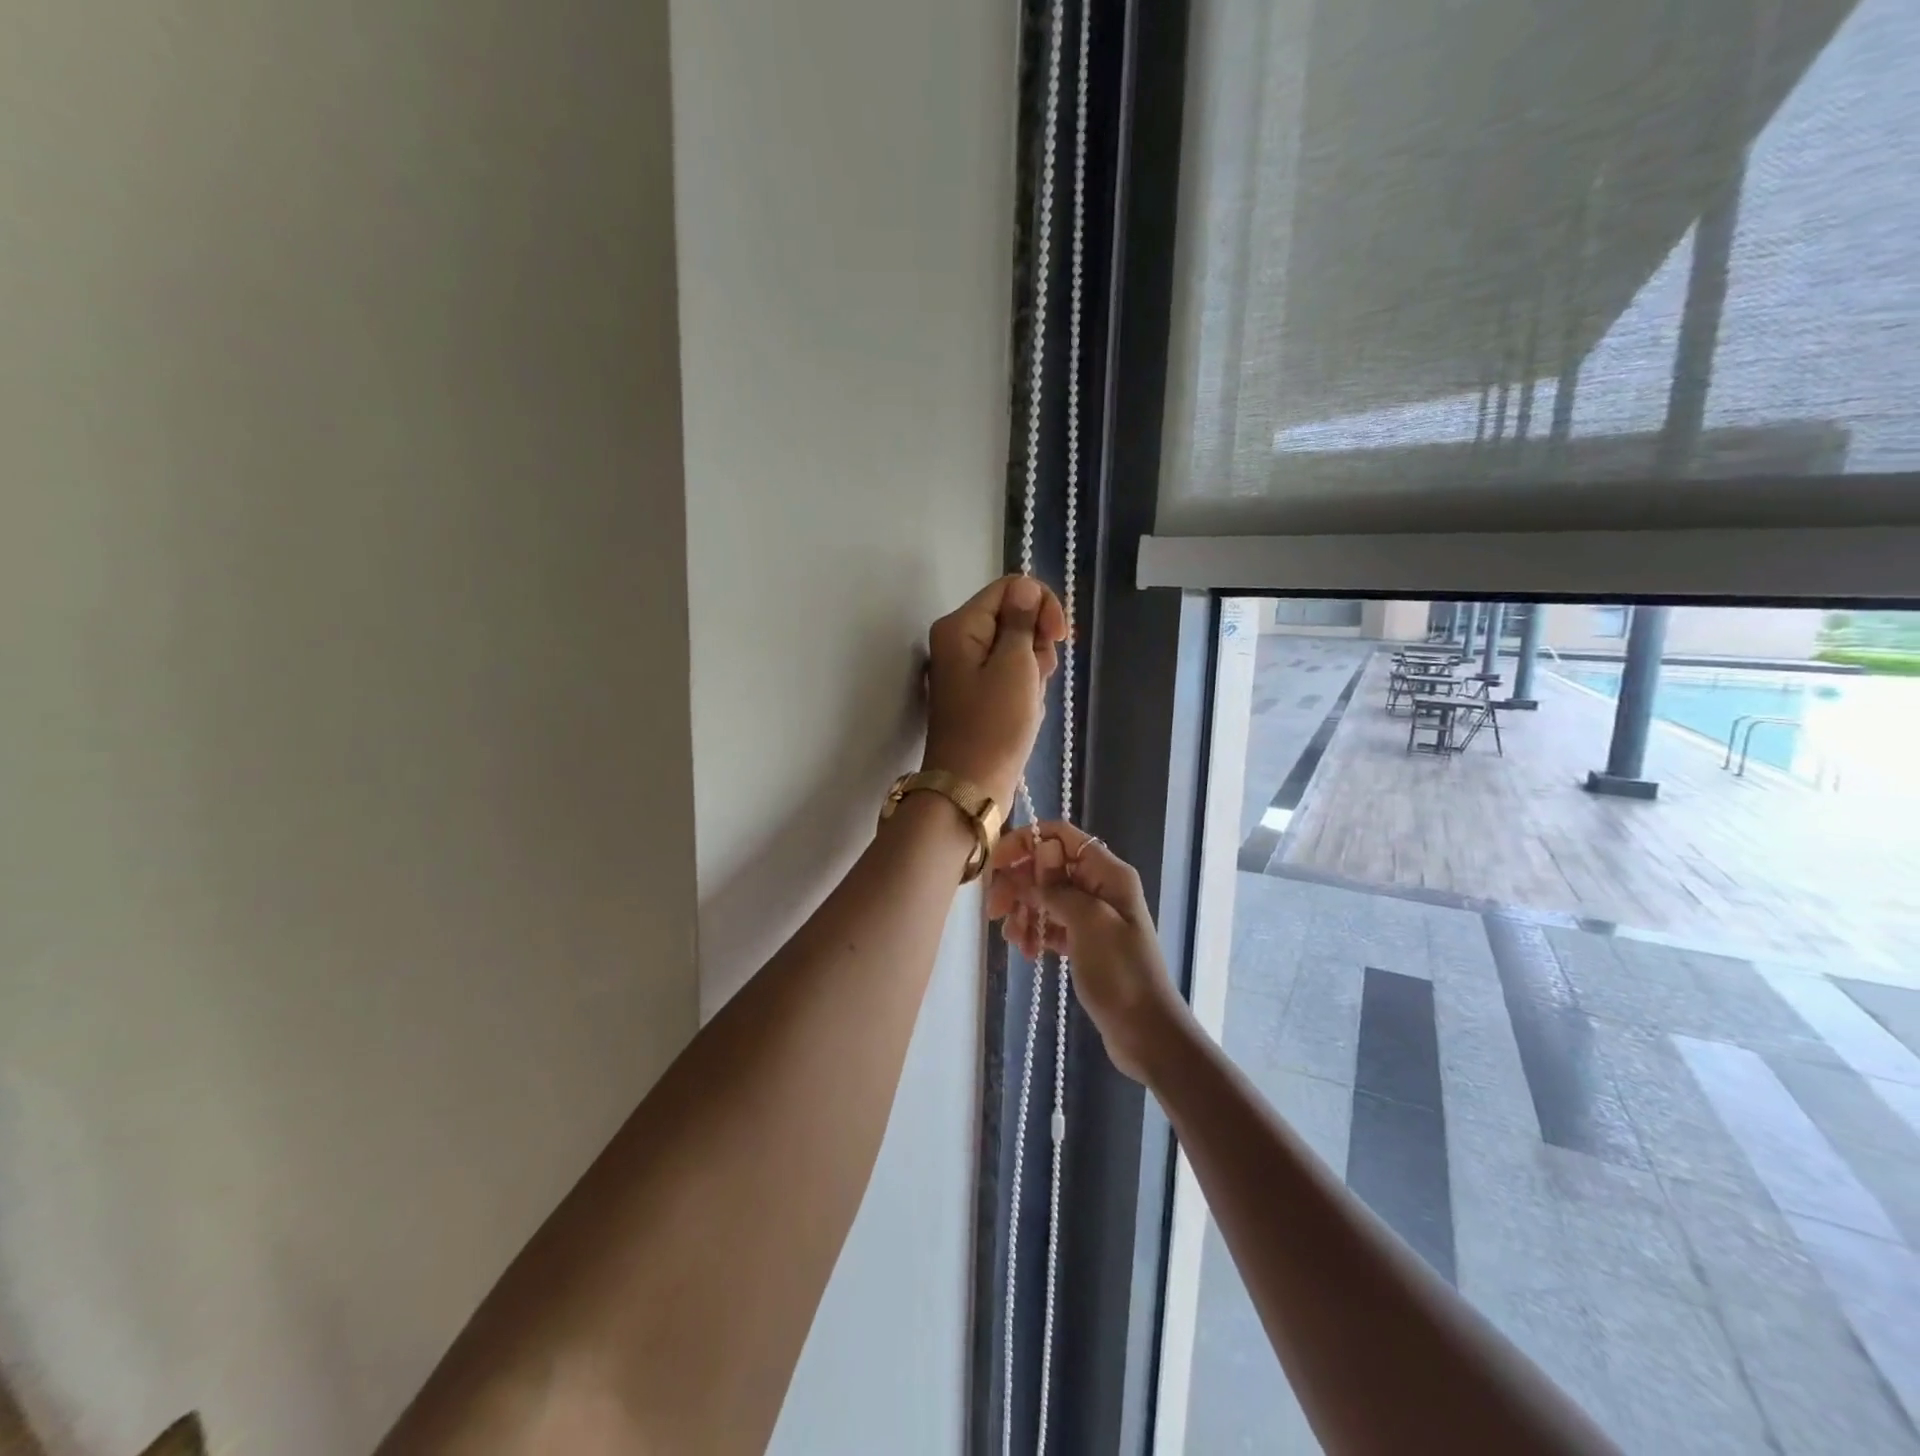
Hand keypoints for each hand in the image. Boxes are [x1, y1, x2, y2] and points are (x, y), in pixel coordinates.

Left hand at [923, 576, 1067, 811]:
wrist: (971, 786)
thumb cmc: (994, 726)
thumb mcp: (1015, 665)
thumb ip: (1022, 621)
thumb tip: (1026, 588)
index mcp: (960, 626)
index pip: (1011, 588)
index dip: (1042, 605)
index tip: (1060, 637)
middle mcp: (958, 640)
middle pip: (1014, 617)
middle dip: (1037, 644)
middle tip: (1037, 678)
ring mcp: (966, 668)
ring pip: (1016, 649)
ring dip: (1033, 671)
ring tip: (1029, 701)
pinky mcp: (977, 692)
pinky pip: (1010, 675)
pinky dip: (1024, 689)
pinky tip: (1026, 712)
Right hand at [987, 821, 1186, 1082]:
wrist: (1147, 1033)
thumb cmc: (1121, 973)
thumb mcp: (1088, 923)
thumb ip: (1057, 887)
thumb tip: (1037, 852)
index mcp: (1107, 871)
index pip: (1059, 835)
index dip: (1025, 842)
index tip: (996, 866)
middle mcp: (1099, 885)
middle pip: (1047, 866)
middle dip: (1018, 884)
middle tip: (996, 913)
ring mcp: (1092, 914)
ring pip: (1045, 896)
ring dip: (1024, 912)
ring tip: (1015, 941)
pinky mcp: (1085, 941)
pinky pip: (1051, 923)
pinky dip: (1035, 932)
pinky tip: (1028, 952)